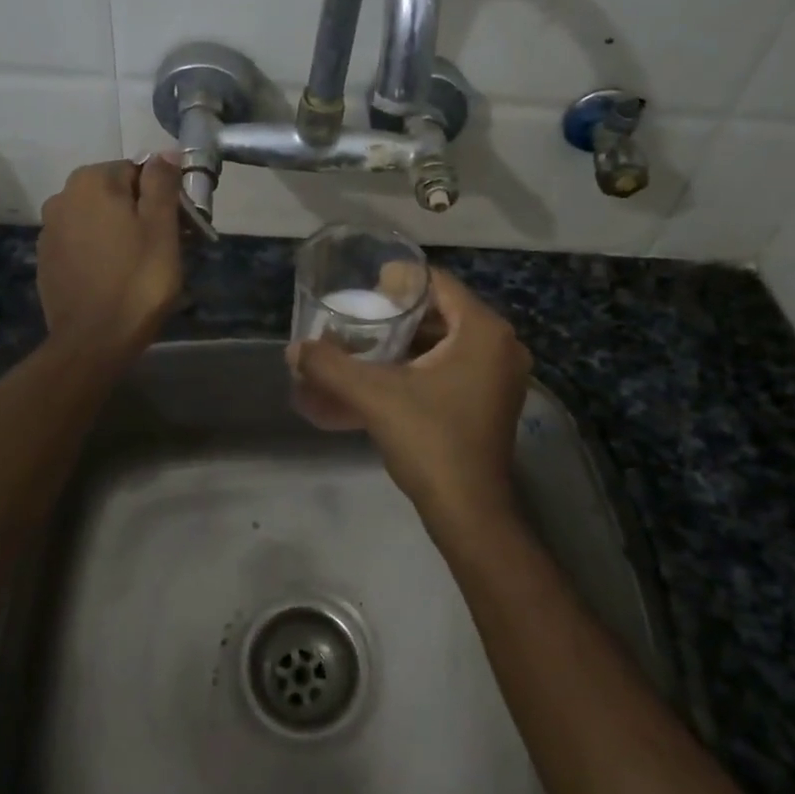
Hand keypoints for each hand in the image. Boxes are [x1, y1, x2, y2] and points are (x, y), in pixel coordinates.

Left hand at [37, 158, 182, 356]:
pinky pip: (82, 243)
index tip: (179, 226)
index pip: (138, 170)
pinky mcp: (46, 259)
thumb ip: (162, 183)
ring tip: (140, 265)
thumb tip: (164, 153)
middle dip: (141, 212)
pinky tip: (114, 277)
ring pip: (97, 218)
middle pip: (115, 193)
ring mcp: (49, 230)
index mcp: (92, 181)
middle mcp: (63, 197)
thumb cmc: (137, 280)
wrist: (93, 341)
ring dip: (120, 231)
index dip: (163, 196)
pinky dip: (99, 251)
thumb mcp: (161, 227)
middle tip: (164, 247)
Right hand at [289, 270, 530, 530]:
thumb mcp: (374, 396)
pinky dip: (422, 363)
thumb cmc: (429, 442)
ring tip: (368, 342)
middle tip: (361, 316)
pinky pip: (455, 363)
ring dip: (408, 339)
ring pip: (448, 339)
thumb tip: (293, 350)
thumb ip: (331, 367)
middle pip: (443, 310)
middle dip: (399, 313)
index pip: (438, 283)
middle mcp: (501, 345)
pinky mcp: (493, 399)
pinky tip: (387, 373)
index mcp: (483, 331)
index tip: (364, 289)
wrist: (468, 512)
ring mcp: (501, 374)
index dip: (398, 281)